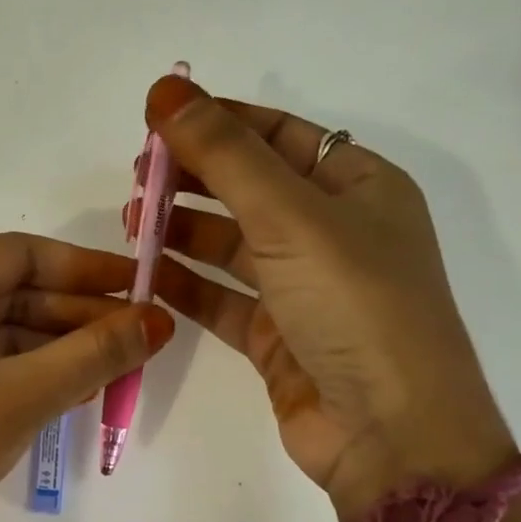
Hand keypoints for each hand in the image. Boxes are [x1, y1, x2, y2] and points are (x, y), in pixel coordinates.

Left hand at [0, 233, 174, 521]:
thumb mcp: (21, 397)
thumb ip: (94, 355)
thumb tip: (159, 320)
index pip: (19, 254)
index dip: (85, 267)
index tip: (138, 286)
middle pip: (6, 292)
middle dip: (73, 315)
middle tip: (135, 338)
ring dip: (50, 348)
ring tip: (109, 370)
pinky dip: (17, 372)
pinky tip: (62, 392)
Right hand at [140, 75, 512, 515]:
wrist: (389, 432)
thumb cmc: (354, 305)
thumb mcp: (291, 216)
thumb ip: (224, 155)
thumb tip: (166, 89)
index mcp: (359, 187)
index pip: (279, 135)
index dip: (218, 121)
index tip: (155, 120)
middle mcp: (333, 232)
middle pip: (250, 188)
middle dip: (193, 178)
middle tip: (134, 178)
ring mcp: (303, 288)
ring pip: (231, 245)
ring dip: (182, 230)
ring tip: (131, 223)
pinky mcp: (275, 337)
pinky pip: (222, 297)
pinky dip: (186, 283)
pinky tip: (146, 273)